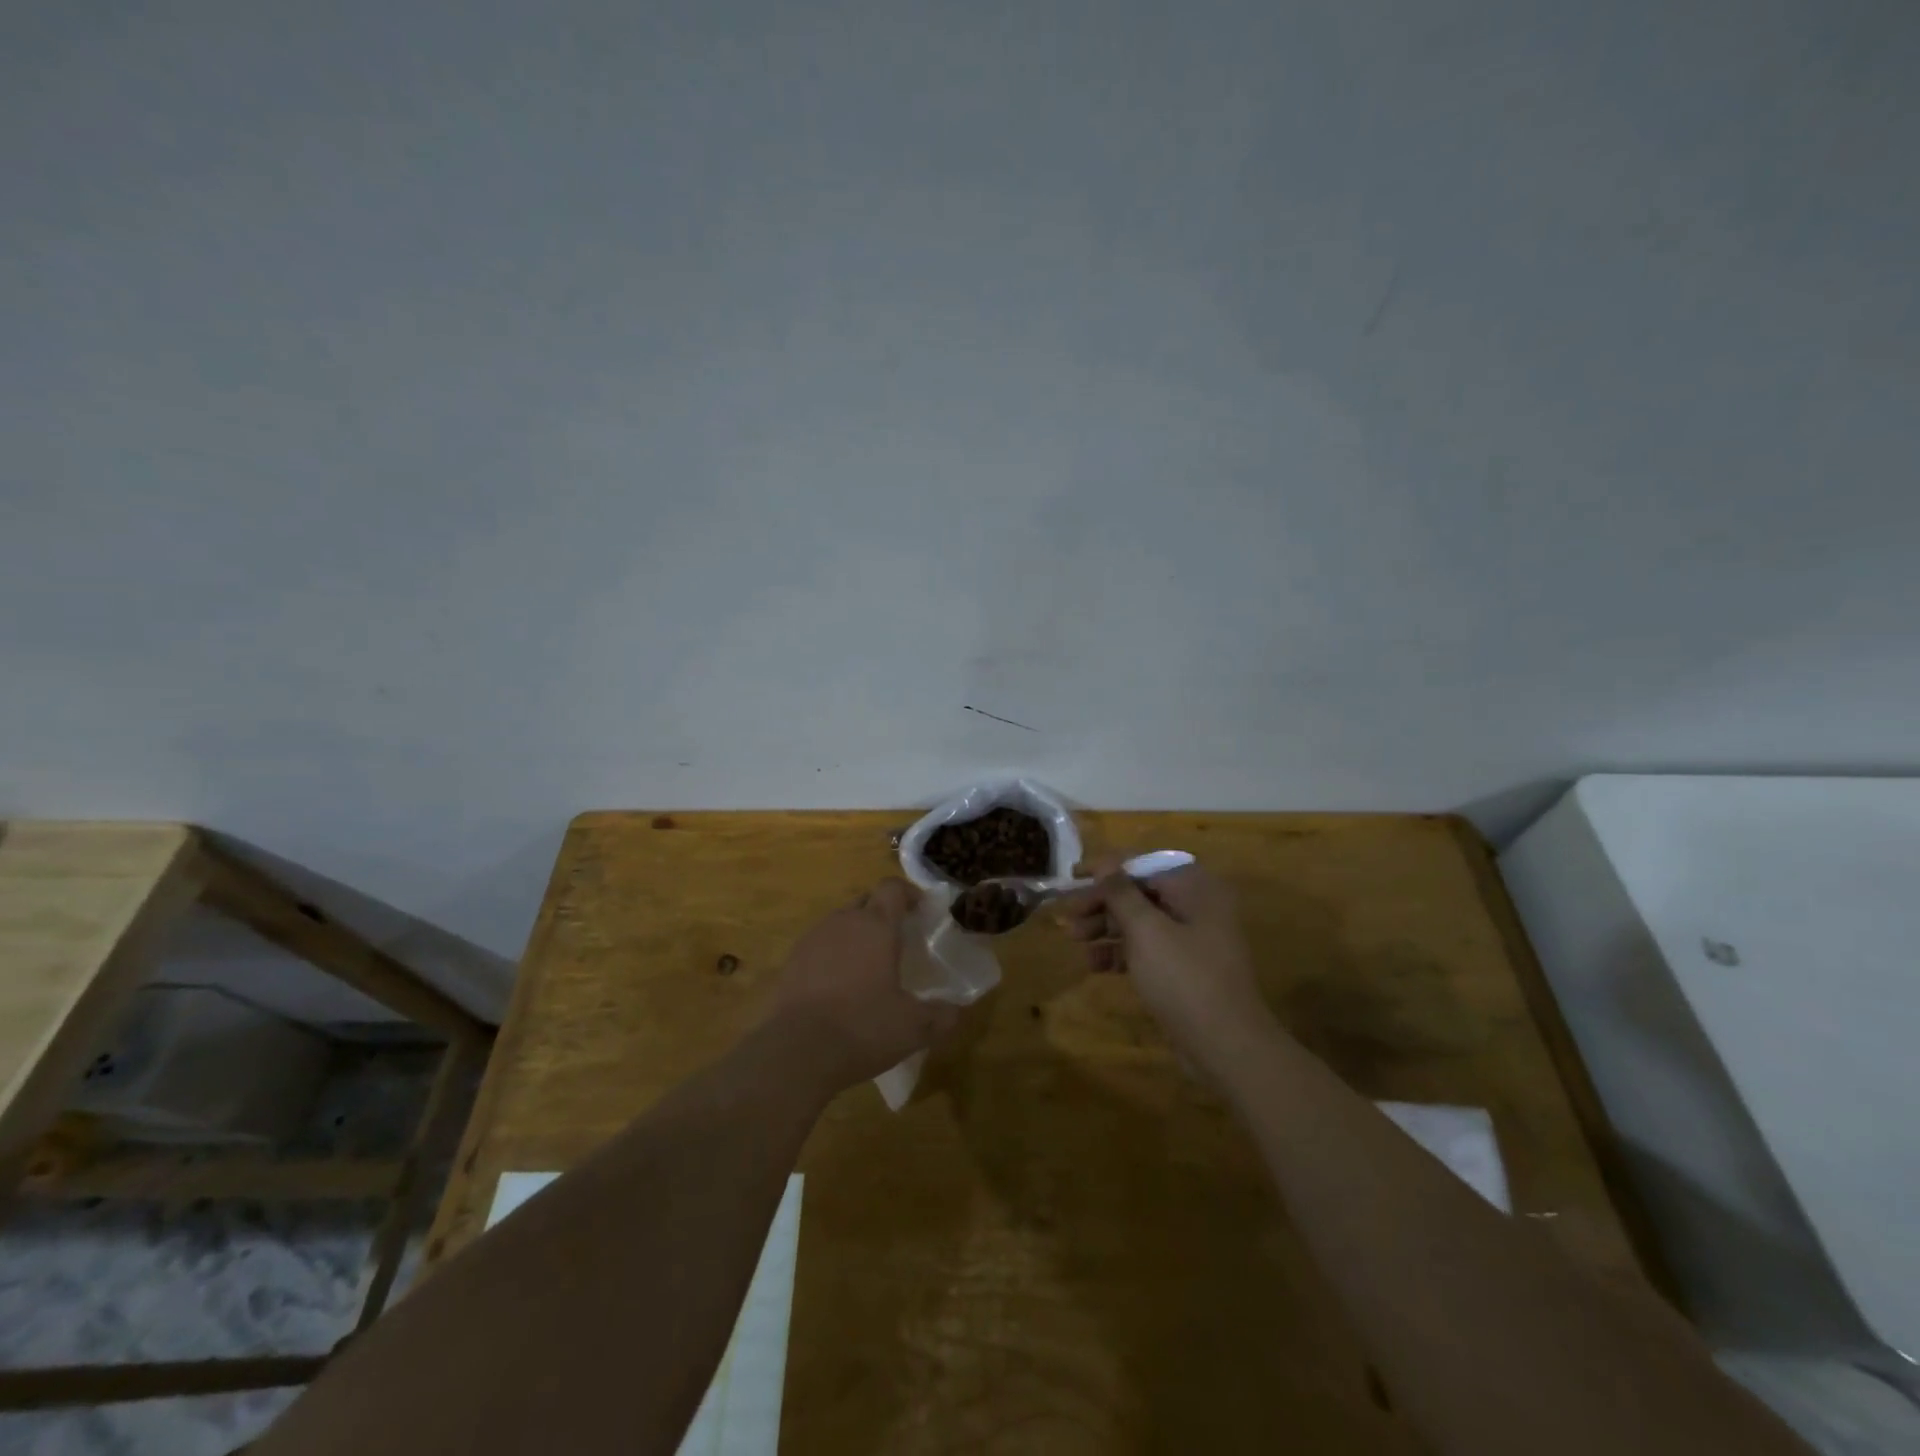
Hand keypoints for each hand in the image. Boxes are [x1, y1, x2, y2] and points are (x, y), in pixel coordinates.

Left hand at [765, 879, 958, 1095]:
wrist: (796, 1052)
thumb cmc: (863, 1027)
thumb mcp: (914, 1027)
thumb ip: (941, 1015)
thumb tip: (956, 1011)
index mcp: (876, 926)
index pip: (893, 888)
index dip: (909, 894)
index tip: (922, 910)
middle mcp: (843, 921)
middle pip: (866, 901)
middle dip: (883, 913)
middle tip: (899, 940)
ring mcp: (813, 939)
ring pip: (841, 922)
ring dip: (857, 934)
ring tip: (869, 965)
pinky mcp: (791, 961)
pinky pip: (820, 945)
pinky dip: (834, 955)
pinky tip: (840, 985)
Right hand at [1057, 855, 1271, 1071]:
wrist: (1227, 1046)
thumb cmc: (1184, 978)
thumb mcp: (1146, 930)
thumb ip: (1121, 893)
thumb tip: (1105, 863)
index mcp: (1194, 888)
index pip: (1143, 865)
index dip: (1105, 869)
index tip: (1073, 876)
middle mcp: (1197, 906)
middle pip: (1140, 893)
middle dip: (1102, 903)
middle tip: (1070, 916)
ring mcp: (1193, 939)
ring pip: (1141, 922)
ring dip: (1106, 928)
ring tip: (1074, 939)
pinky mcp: (1186, 968)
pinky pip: (1149, 949)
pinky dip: (1122, 952)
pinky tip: (1094, 964)